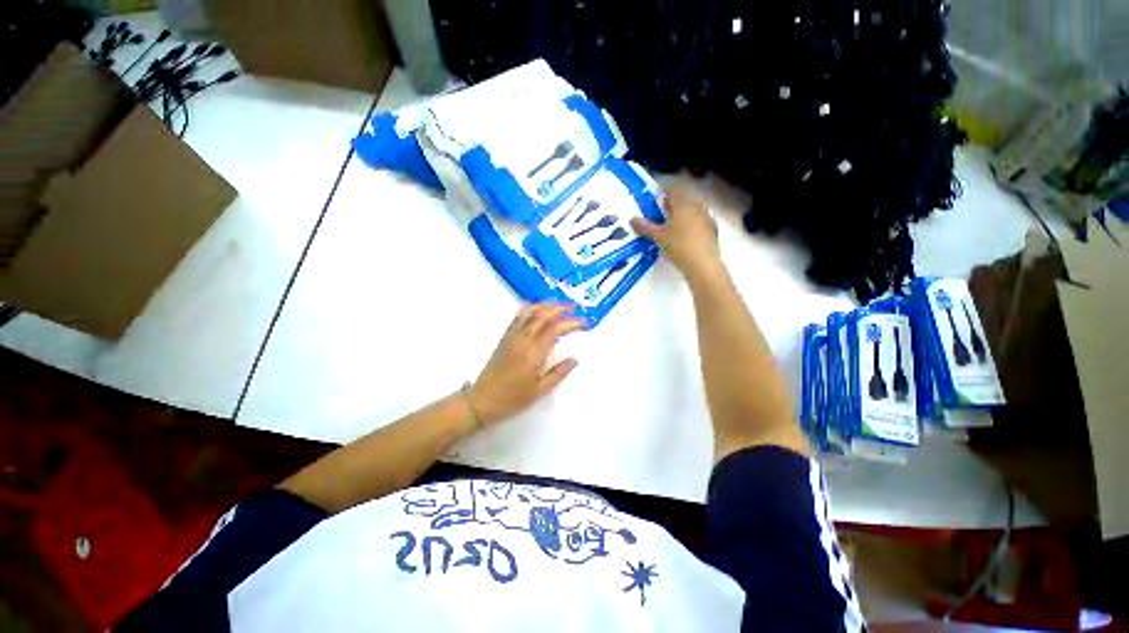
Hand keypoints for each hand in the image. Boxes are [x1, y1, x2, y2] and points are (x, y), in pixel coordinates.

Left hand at [469, 303, 584, 424]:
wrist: (482, 401)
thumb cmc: (513, 399)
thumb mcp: (540, 391)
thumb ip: (559, 373)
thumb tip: (574, 359)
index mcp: (534, 353)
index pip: (556, 329)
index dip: (572, 322)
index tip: (585, 323)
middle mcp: (523, 339)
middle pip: (543, 315)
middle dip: (561, 308)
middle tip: (575, 308)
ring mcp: (512, 337)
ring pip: (530, 312)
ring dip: (546, 305)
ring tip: (559, 304)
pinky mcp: (505, 338)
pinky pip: (518, 317)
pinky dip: (530, 308)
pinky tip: (537, 309)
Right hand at [631, 188, 722, 281]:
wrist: (702, 263)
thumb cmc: (678, 246)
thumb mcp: (658, 237)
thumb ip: (645, 227)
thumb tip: (633, 219)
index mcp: (683, 205)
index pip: (675, 191)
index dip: (666, 193)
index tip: (660, 198)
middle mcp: (696, 208)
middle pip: (685, 200)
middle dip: (675, 205)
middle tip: (665, 213)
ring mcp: (707, 218)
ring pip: (694, 211)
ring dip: (685, 215)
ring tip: (675, 226)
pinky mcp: (713, 230)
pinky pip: (701, 222)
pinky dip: (693, 225)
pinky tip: (687, 236)